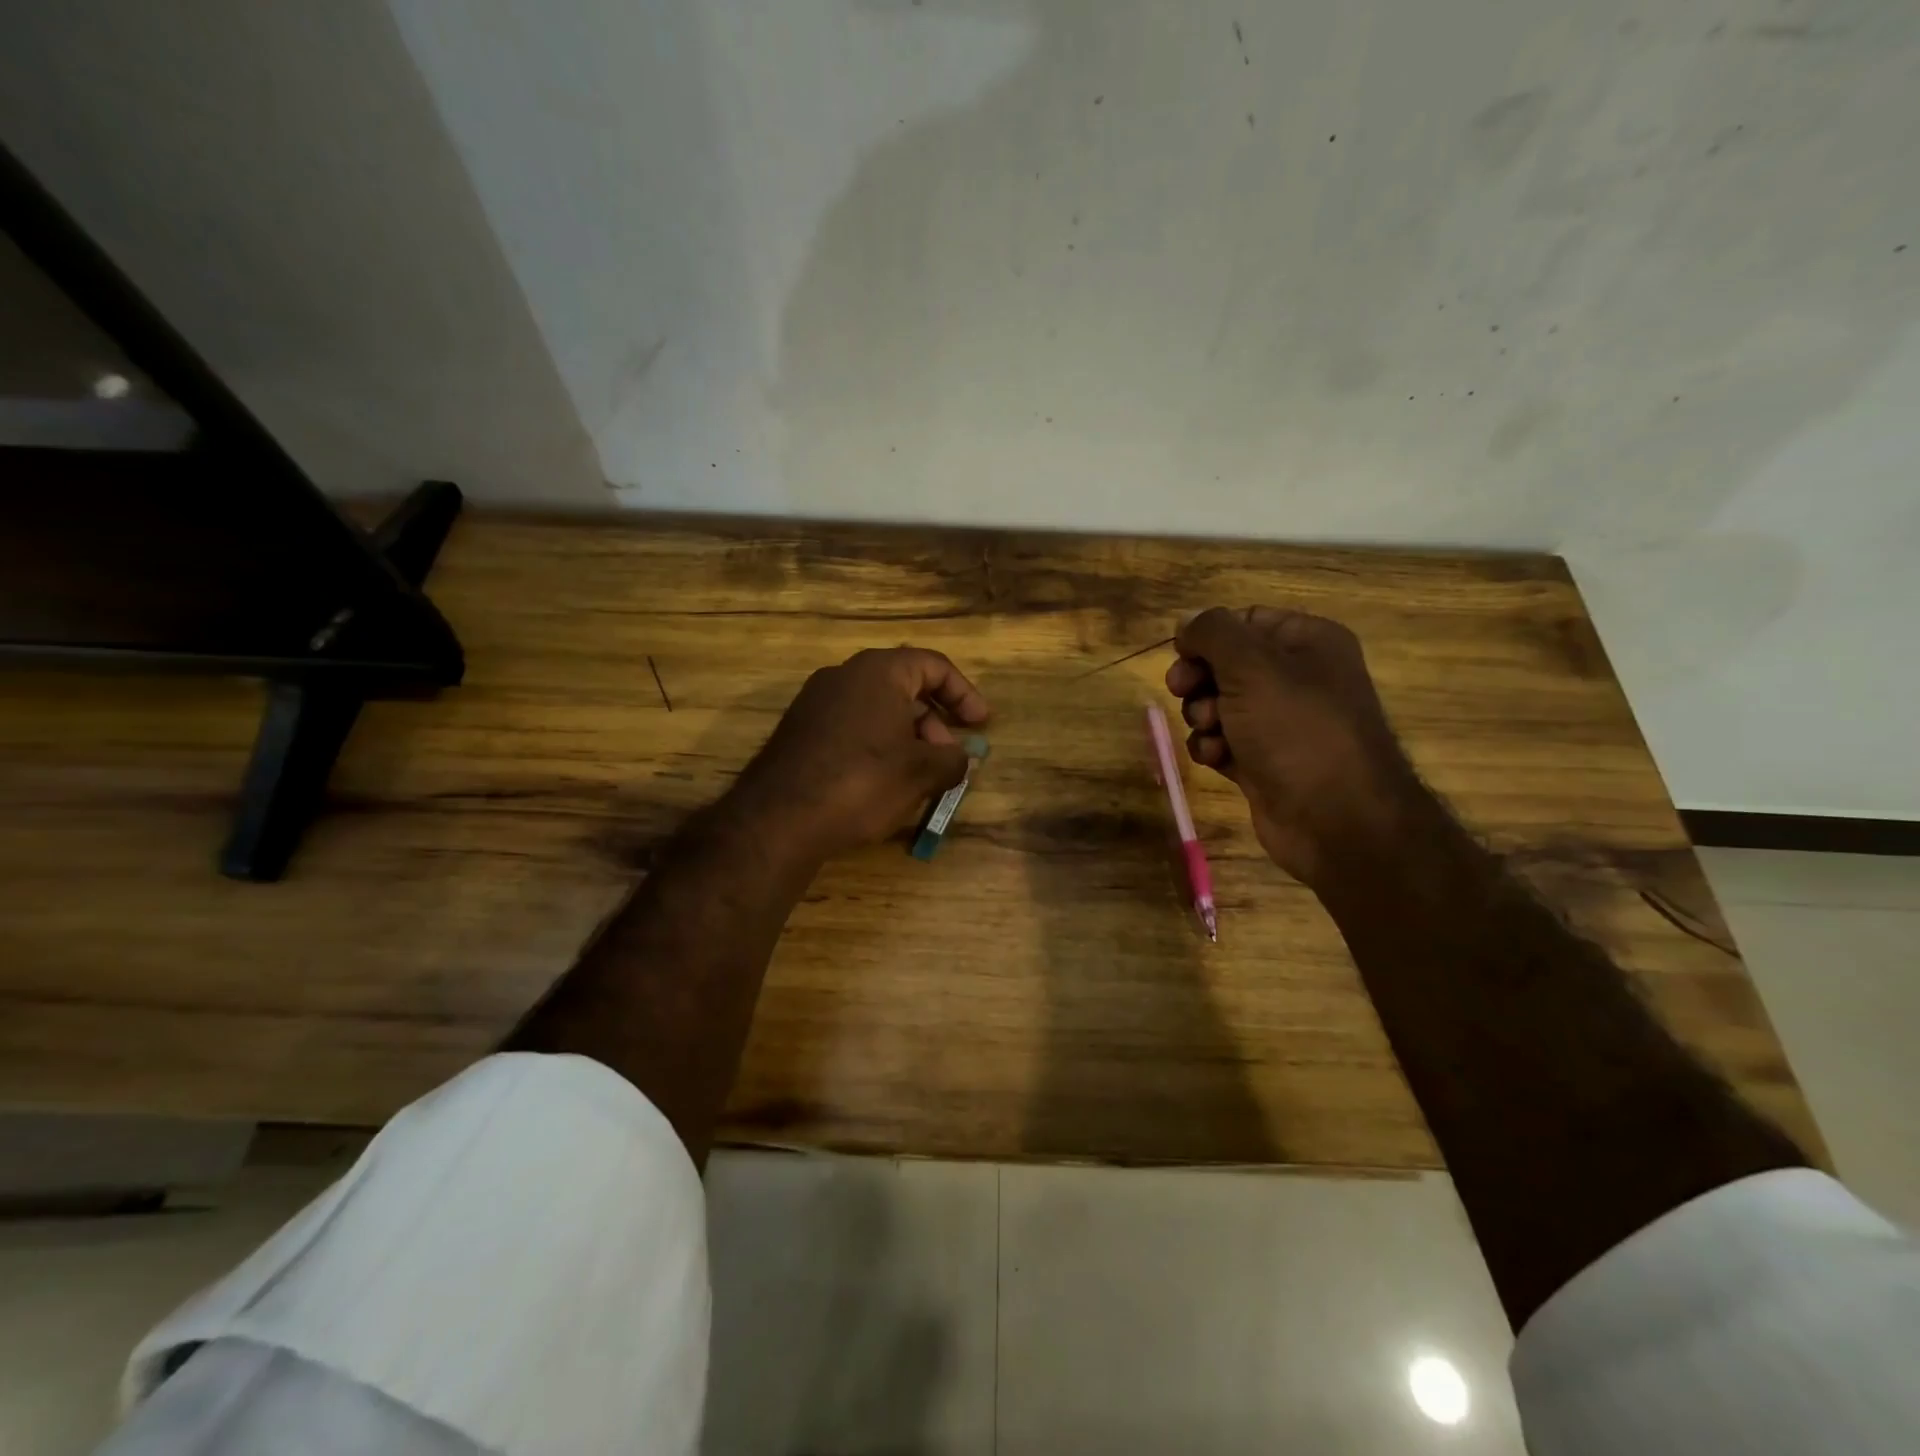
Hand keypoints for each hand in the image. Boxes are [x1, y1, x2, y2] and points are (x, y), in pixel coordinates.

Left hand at [732, 646, 990, 864]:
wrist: (779, 818)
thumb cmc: (862, 782)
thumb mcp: (921, 772)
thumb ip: (953, 759)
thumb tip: (962, 757)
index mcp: (878, 671)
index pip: (934, 665)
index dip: (964, 694)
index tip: (981, 725)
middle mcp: (844, 675)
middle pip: (905, 687)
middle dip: (935, 722)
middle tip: (949, 758)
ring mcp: (817, 702)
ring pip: (878, 710)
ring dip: (908, 738)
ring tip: (920, 778)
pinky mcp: (801, 730)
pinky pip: (853, 727)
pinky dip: (879, 746)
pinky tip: (884, 783)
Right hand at [1166, 607, 1421, 886]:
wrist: (1337, 820)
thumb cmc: (1297, 730)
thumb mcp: (1251, 667)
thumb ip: (1213, 633)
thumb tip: (1186, 621)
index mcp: (1307, 642)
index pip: (1244, 621)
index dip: (1208, 637)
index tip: (1182, 656)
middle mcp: (1297, 677)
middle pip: (1225, 664)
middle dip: (1200, 680)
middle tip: (1185, 692)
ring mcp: (1280, 723)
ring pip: (1218, 704)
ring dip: (1202, 717)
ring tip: (1213, 733)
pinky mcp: (1264, 761)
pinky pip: (1223, 742)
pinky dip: (1213, 748)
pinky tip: (1217, 759)